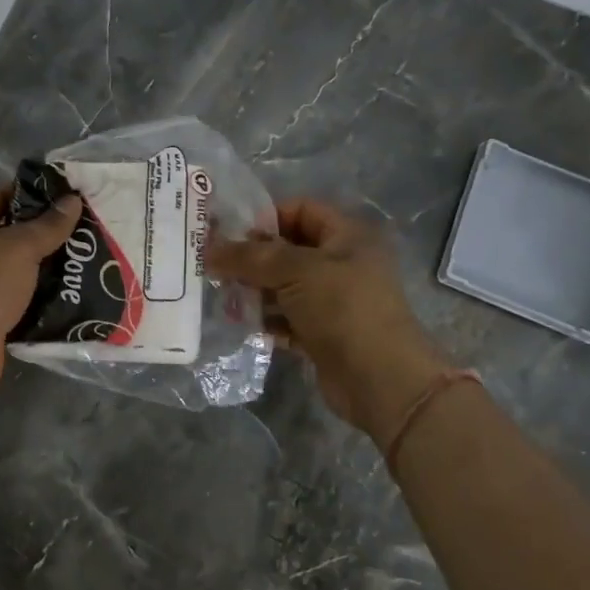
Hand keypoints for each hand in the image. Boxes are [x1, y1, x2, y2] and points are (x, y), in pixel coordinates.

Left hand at [0, 186, 80, 403]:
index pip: (2, 194)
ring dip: (51, 266)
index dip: (35, 192)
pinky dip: (45, 297)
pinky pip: (23, 299)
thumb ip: (48, 224)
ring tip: (92, 259)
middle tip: (91, 228)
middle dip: (49, 232)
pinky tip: (78, 293)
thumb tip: (72, 199)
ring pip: (21, 268)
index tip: (72, 195)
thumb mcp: (18, 247)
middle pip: (13, 232)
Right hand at [207, 199, 453, 449]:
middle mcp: (340, 263)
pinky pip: (285, 319)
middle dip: (251, 257)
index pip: (300, 210)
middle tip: (212, 265)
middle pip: (287, 250)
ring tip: (219, 295)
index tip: (227, 231)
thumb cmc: (343, 309)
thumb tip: (208, 249)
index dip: (265, 216)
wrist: (381, 380)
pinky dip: (264, 320)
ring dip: (253, 290)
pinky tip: (236, 323)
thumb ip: (250, 257)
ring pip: (283, 286)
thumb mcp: (295, 271)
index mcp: (346, 236)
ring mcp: (331, 301)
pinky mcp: (321, 334)